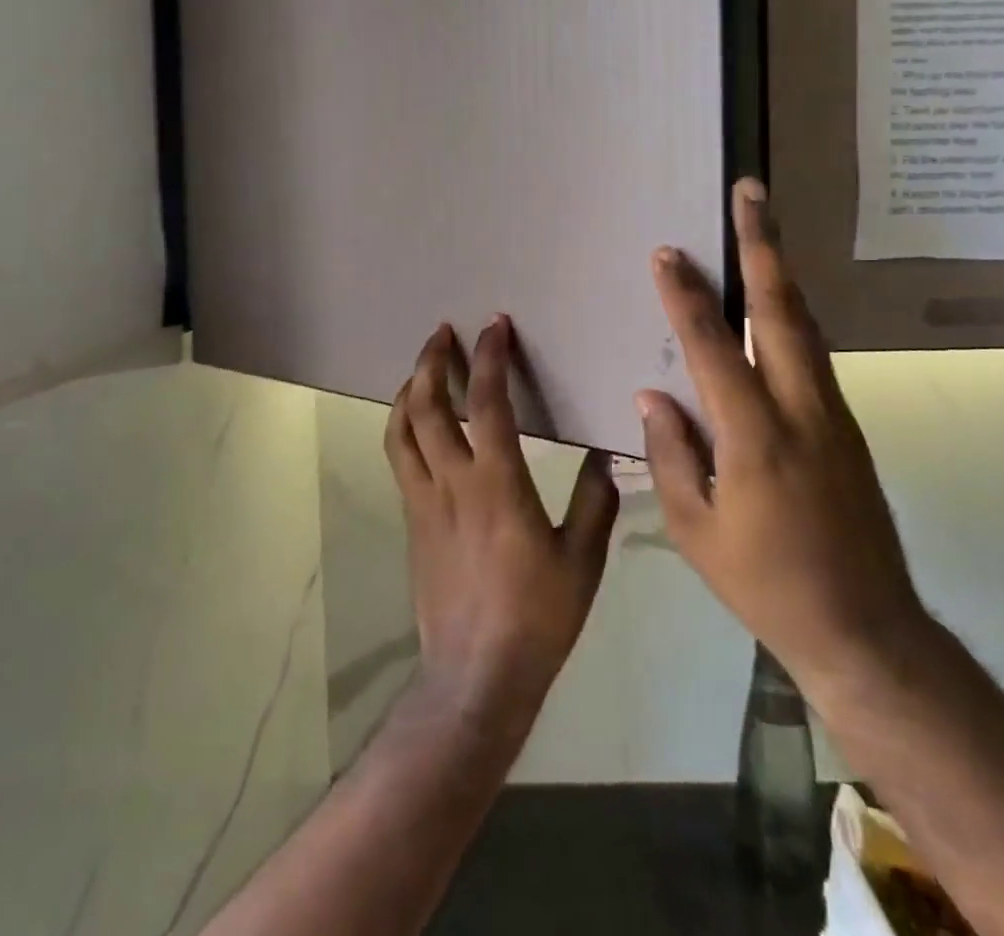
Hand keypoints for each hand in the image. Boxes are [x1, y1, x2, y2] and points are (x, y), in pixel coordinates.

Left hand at [385, 319, 619, 742]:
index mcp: (497, 484)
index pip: (487, 403)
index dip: (490, 358)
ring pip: (400, 430)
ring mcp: (423, 502)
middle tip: (444, 333)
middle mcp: (451, 483)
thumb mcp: (582, 560)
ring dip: (409, 389)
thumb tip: (603, 456)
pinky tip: (418, 424)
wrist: (475, 677)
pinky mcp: (411, 522)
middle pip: (426, 406)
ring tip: (423, 367)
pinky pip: (400, 459)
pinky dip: (404, 426)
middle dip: (432, 361)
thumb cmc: (537, 617)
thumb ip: (595, 501)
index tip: (494, 326)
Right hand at [637, 180, 934, 708]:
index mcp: (755, 437)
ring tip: (762, 227)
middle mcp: (801, 408)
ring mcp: (833, 412)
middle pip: (781, 309)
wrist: (866, 629)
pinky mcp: (848, 424)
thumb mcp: (695, 531)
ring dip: (782, 270)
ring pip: (805, 323)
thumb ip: (670, 455)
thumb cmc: (767, 584)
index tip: (669, 253)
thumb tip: (653, 395)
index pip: (713, 347)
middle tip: (751, 192)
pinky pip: (813, 352)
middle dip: (763, 244)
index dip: (688, 296)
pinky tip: (775, 303)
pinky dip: (791, 313)